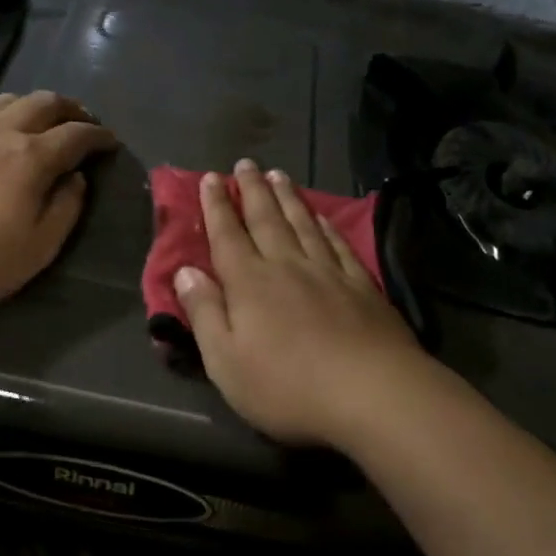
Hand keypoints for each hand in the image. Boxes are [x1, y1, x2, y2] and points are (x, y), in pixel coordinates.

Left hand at [0, 91, 116, 321]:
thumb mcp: (37, 250)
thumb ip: (66, 209)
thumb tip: (76, 178)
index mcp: (30, 157)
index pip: (77, 134)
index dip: (99, 136)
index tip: (111, 142)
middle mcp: (0, 131)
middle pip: (45, 102)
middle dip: (71, 109)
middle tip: (84, 123)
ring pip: (9, 99)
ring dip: (35, 105)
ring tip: (44, 121)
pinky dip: (0, 114)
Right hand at [173, 160, 434, 448]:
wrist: (371, 392)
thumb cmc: (288, 385)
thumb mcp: (226, 361)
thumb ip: (204, 312)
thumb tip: (185, 271)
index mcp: (250, 283)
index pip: (227, 236)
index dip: (217, 206)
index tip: (212, 178)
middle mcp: (287, 265)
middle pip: (266, 219)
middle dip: (252, 190)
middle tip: (246, 163)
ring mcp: (328, 272)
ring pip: (303, 223)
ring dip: (288, 197)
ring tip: (279, 175)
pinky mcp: (361, 285)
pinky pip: (338, 244)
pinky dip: (326, 225)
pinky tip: (322, 216)